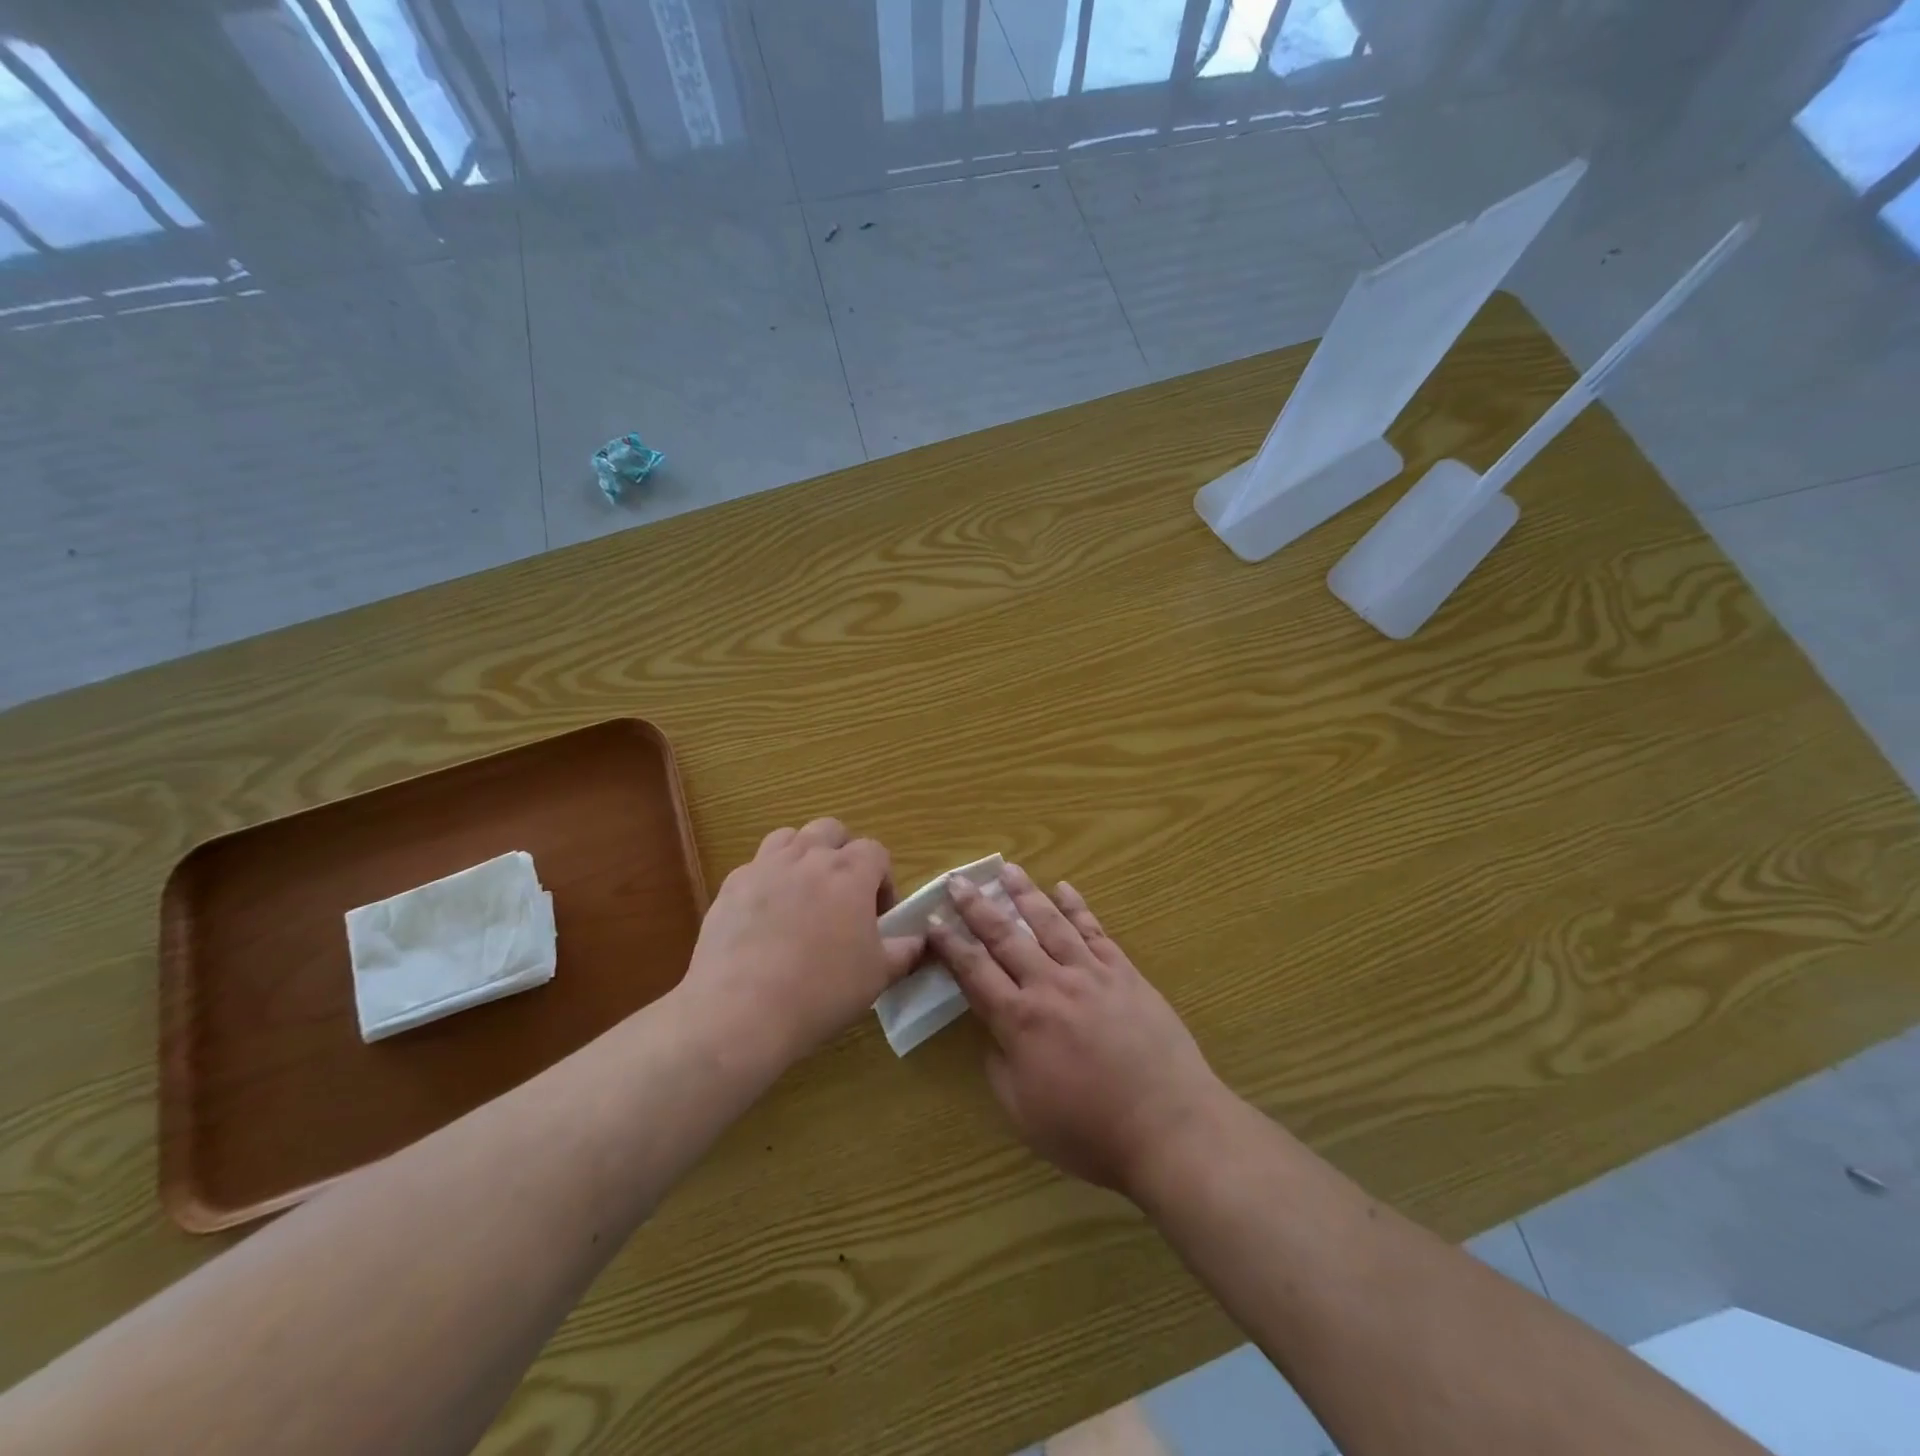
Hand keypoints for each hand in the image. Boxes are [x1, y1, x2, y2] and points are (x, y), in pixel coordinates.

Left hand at [678, 819, 923, 1073]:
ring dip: (803, 856)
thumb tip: (921, 940)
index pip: (876, 851)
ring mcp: (765, 867)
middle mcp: (808, 857)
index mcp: (850, 873)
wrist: (740, 1011)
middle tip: (842, 896)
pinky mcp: (731, 885)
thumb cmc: (821, 991)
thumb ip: (905, 952)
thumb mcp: (878, 977)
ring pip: (789, 838)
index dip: (882, 880)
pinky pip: (755, 866)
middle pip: (831, 831)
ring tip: (803, 895)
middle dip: (842, 854)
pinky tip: (766, 917)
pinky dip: (767, 880)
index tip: (878, 917)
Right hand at [926, 864, 1230, 1195]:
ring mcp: (1090, 973)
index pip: (974, 971)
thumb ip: (999, 1067)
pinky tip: (1065, 888)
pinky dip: (1077, 907)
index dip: (950, 944)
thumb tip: (994, 1034)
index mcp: (1020, 1020)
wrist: (1168, 1127)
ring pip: (1049, 923)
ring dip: (1024, 894)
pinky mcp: (1124, 973)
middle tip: (957, 880)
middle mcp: (1050, 985)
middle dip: (977, 907)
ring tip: (1007, 869)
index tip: (932, 920)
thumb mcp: (1024, 1113)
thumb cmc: (1090, 1132)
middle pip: (1005, 937)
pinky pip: (1095, 931)